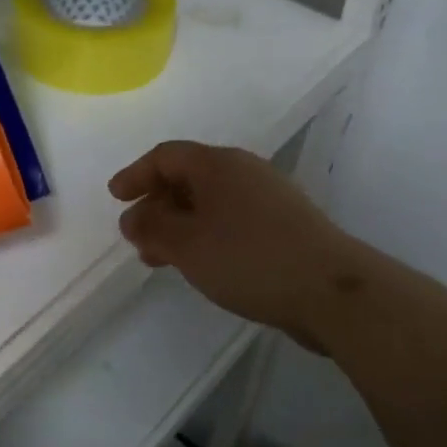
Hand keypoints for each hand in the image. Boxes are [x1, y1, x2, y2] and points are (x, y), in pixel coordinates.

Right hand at [109, 141, 365, 351]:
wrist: (331, 290)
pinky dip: (205, 236)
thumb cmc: (248, 258)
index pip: (166, 156)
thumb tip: (133, 217)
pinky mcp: (284, 226)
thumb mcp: (186, 244)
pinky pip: (231, 221)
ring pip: (209, 203)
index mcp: (218, 164)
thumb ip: (152, 228)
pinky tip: (201, 265)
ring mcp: (268, 198)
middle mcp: (244, 171)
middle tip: (136, 237)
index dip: (136, 175)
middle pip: (188, 177)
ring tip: (160, 259)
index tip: (116, 198)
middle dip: (156, 206)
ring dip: (179, 225)